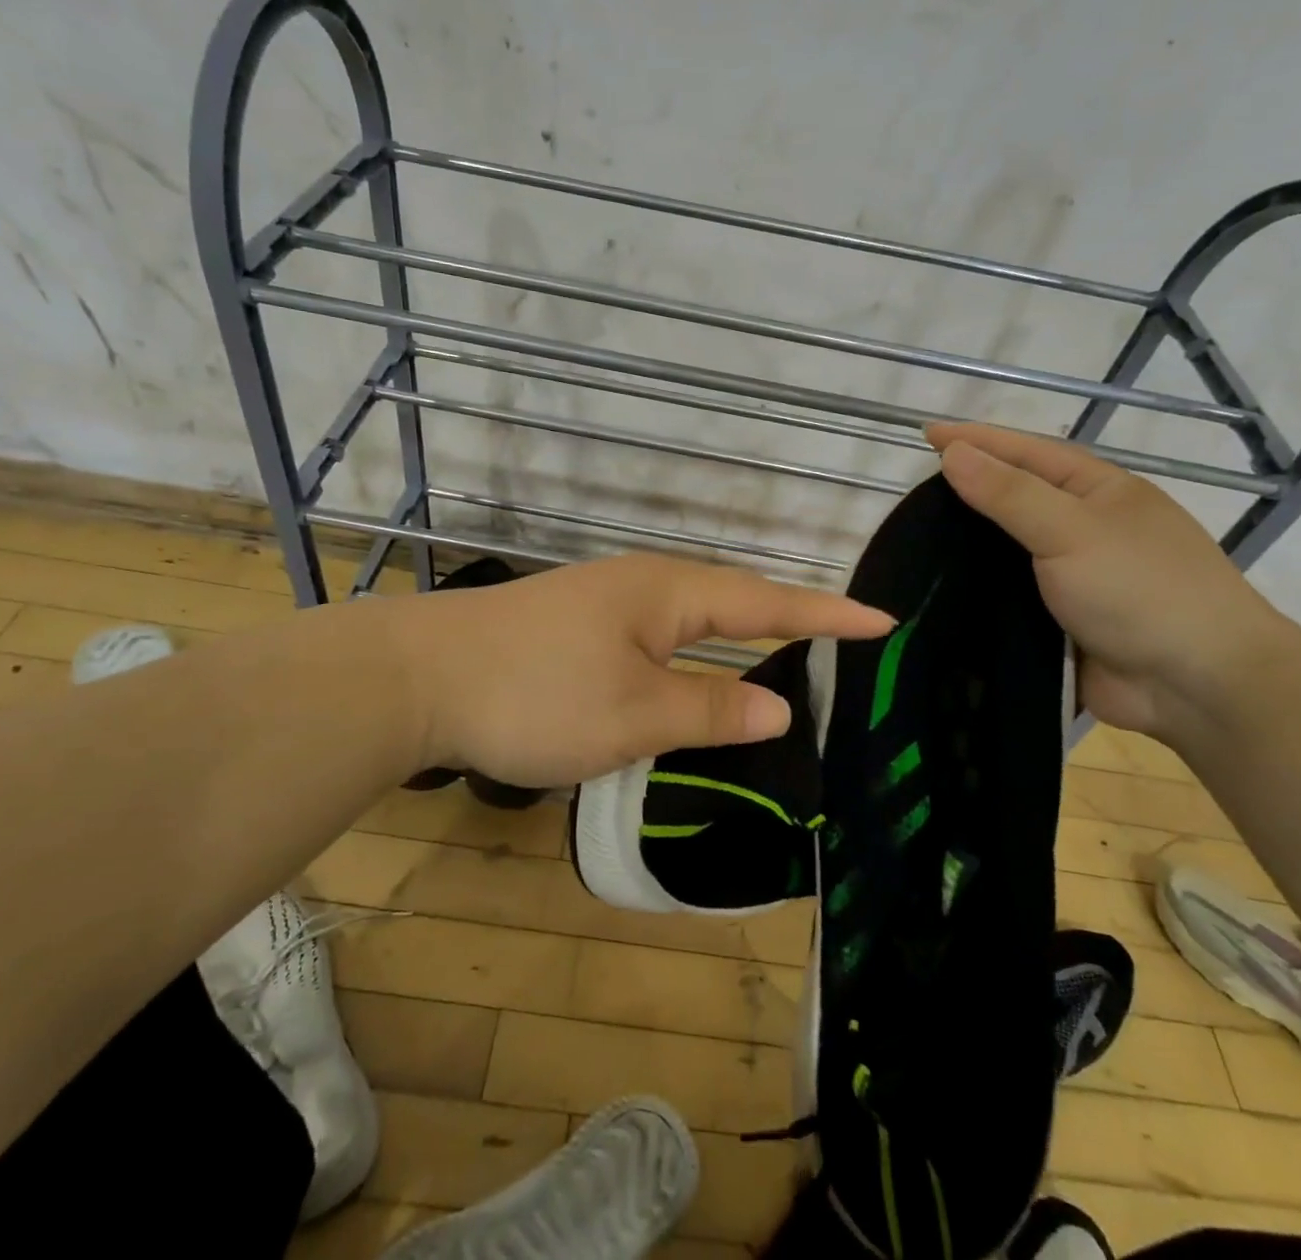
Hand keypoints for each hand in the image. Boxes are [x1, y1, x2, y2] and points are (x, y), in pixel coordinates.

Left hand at [388, 554, 893, 787]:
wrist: (418, 678)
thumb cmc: (536, 694)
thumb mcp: (634, 715)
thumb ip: (710, 710)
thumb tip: (779, 706)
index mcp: (668, 594)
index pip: (767, 602)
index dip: (826, 614)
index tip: (882, 620)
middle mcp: (642, 585)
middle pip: (732, 601)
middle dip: (787, 620)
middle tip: (839, 641)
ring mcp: (604, 602)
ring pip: (690, 620)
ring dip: (736, 635)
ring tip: (780, 657)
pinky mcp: (574, 626)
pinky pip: (656, 636)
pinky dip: (690, 654)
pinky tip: (689, 675)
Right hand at [927, 423, 1294, 735]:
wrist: (1196, 687)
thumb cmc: (1141, 591)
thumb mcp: (1072, 530)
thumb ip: (1009, 493)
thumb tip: (954, 453)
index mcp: (1098, 491)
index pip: (1026, 453)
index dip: (977, 440)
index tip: (927, 435)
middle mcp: (1085, 527)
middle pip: (1015, 499)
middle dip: (967, 491)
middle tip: (910, 493)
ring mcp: (1073, 576)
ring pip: (1007, 551)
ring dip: (967, 546)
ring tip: (913, 540)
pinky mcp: (1059, 620)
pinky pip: (1008, 596)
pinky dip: (977, 591)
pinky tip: (938, 590)